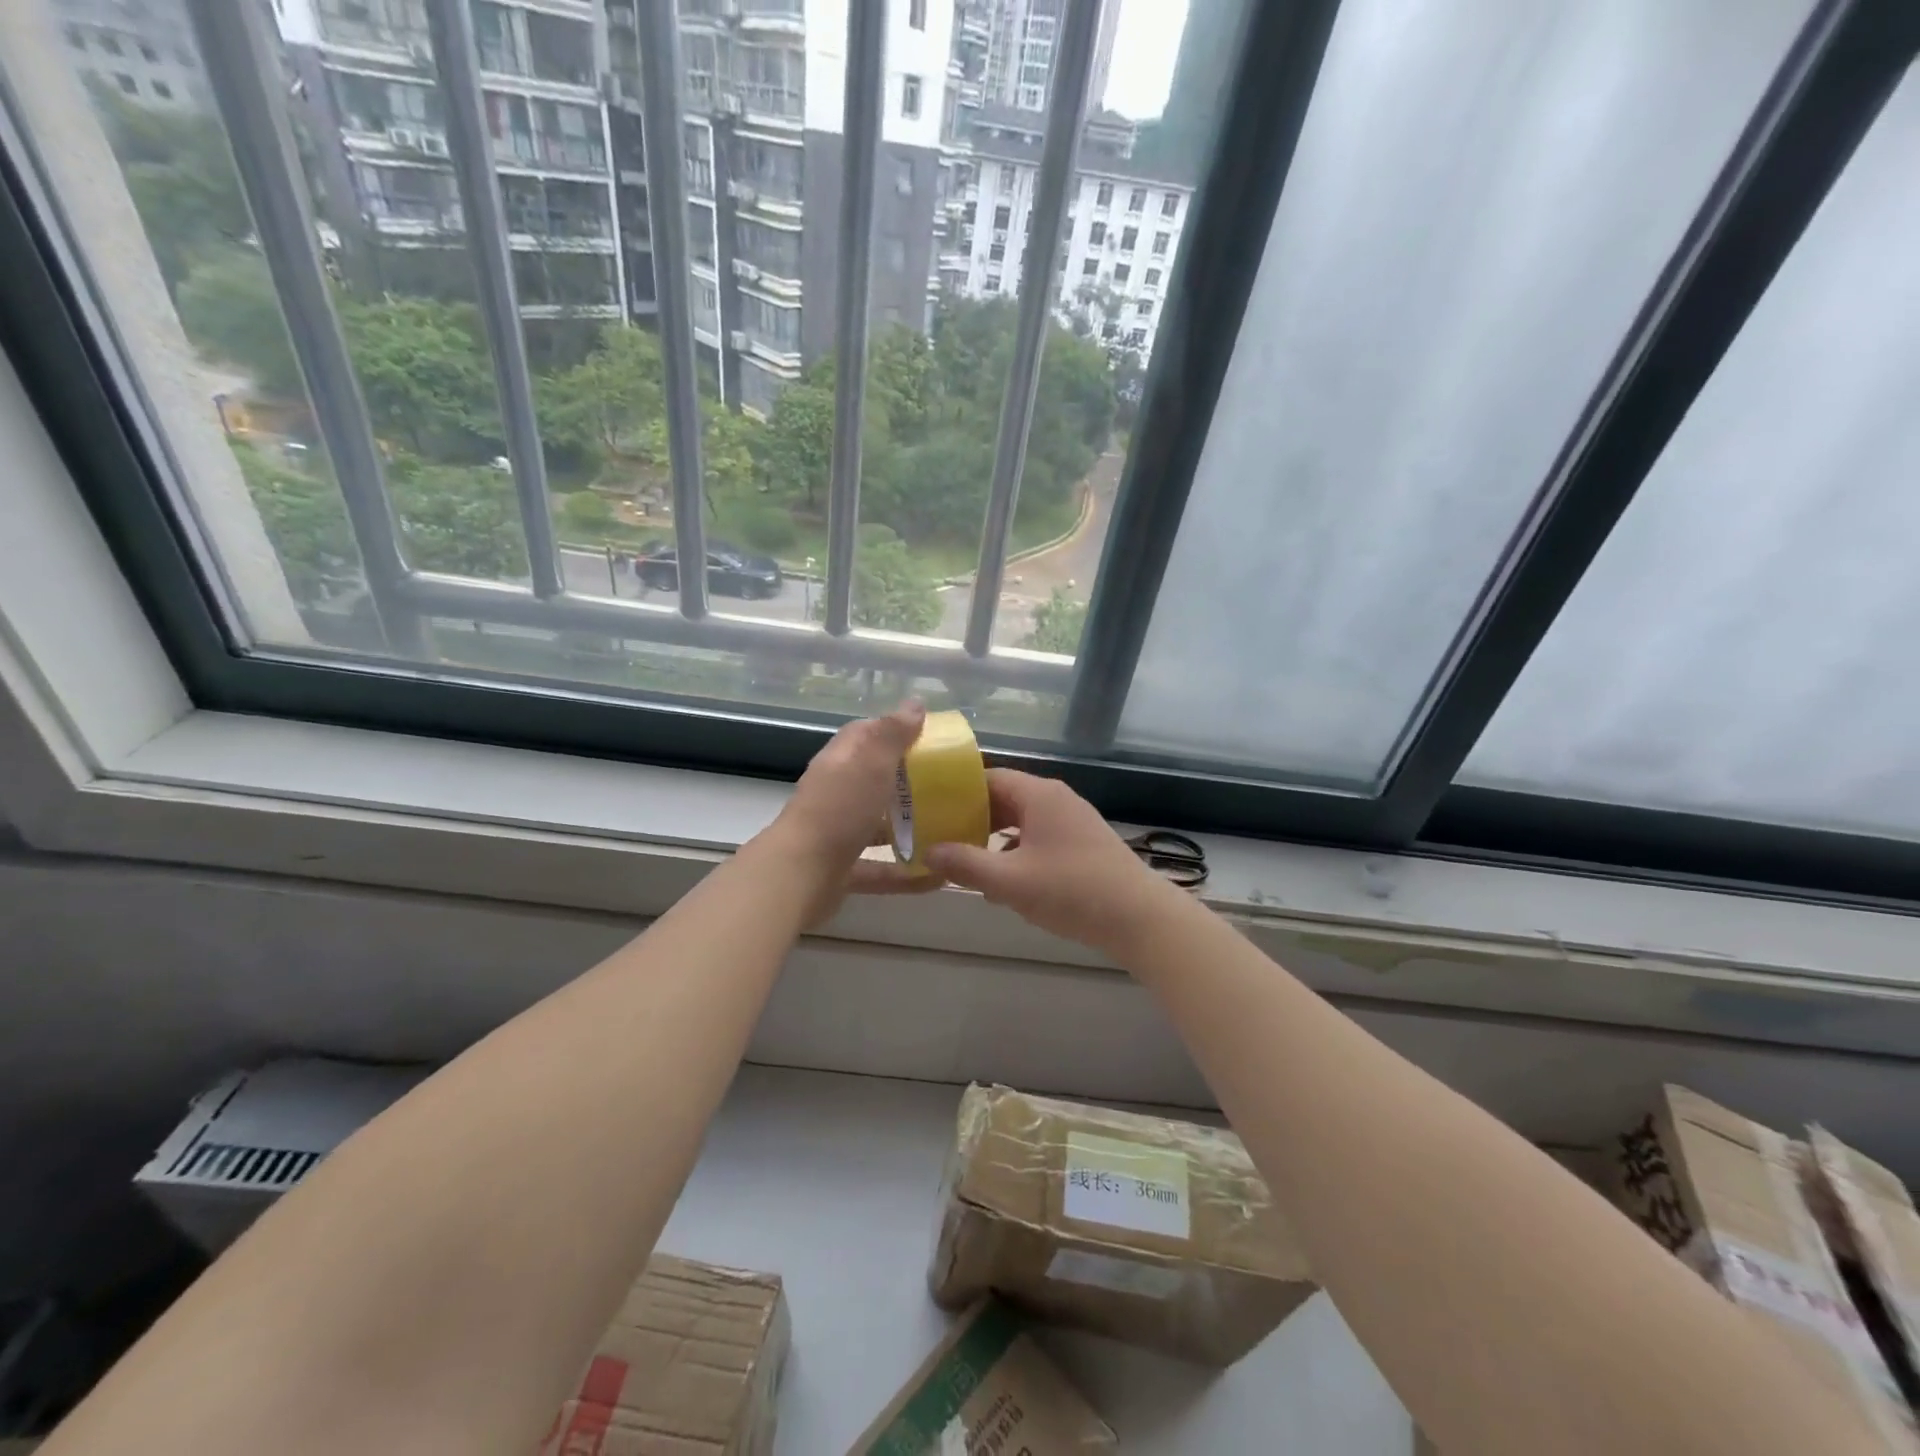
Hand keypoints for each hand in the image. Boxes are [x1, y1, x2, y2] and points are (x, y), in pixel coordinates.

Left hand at [765, 702, 940, 925]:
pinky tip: (937, 877)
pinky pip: (880, 869)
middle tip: (946, 785)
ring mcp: (836, 833)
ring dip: (906, 827)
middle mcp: (834, 794)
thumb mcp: (871, 763)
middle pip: (871, 780)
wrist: (800, 875)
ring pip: (875, 825)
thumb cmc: (839, 810)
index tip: (928, 737)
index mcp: (839, 762)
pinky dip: (906, 874)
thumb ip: (893, 734)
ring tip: (947, 829)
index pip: (864, 735)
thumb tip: (915, 702)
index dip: (893, 731)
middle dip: (906, 781)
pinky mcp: (842, 871)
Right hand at [927, 769, 1169, 954]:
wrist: (1140, 918)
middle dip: (973, 819)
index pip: (989, 778)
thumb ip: (966, 865)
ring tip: (965, 862)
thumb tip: (929, 851)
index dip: (957, 793)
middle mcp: (1057, 800)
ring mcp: (1073, 822)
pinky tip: (1003, 883)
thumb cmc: (1072, 891)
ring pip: (1022, 822)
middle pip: (1005, 799)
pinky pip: (1039, 839)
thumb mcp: (1010, 881)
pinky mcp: (1083, 845)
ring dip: (994, 840)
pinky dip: (1017, 853)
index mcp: (1039, 795)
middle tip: (941, 839)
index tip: (931, 811)